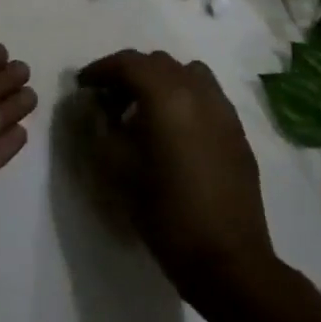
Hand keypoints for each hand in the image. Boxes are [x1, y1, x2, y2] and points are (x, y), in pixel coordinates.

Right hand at [78, 50, 278, 311]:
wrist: (227, 259)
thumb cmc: (164, 212)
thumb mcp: (116, 168)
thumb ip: (97, 125)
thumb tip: (91, 102)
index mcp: (167, 94)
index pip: (128, 62)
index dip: (101, 69)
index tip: (83, 86)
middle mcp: (198, 91)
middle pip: (158, 63)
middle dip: (129, 74)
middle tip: (108, 101)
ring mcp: (223, 109)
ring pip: (186, 74)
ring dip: (160, 82)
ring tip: (143, 112)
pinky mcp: (237, 131)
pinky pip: (206, 96)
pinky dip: (184, 98)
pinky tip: (173, 132)